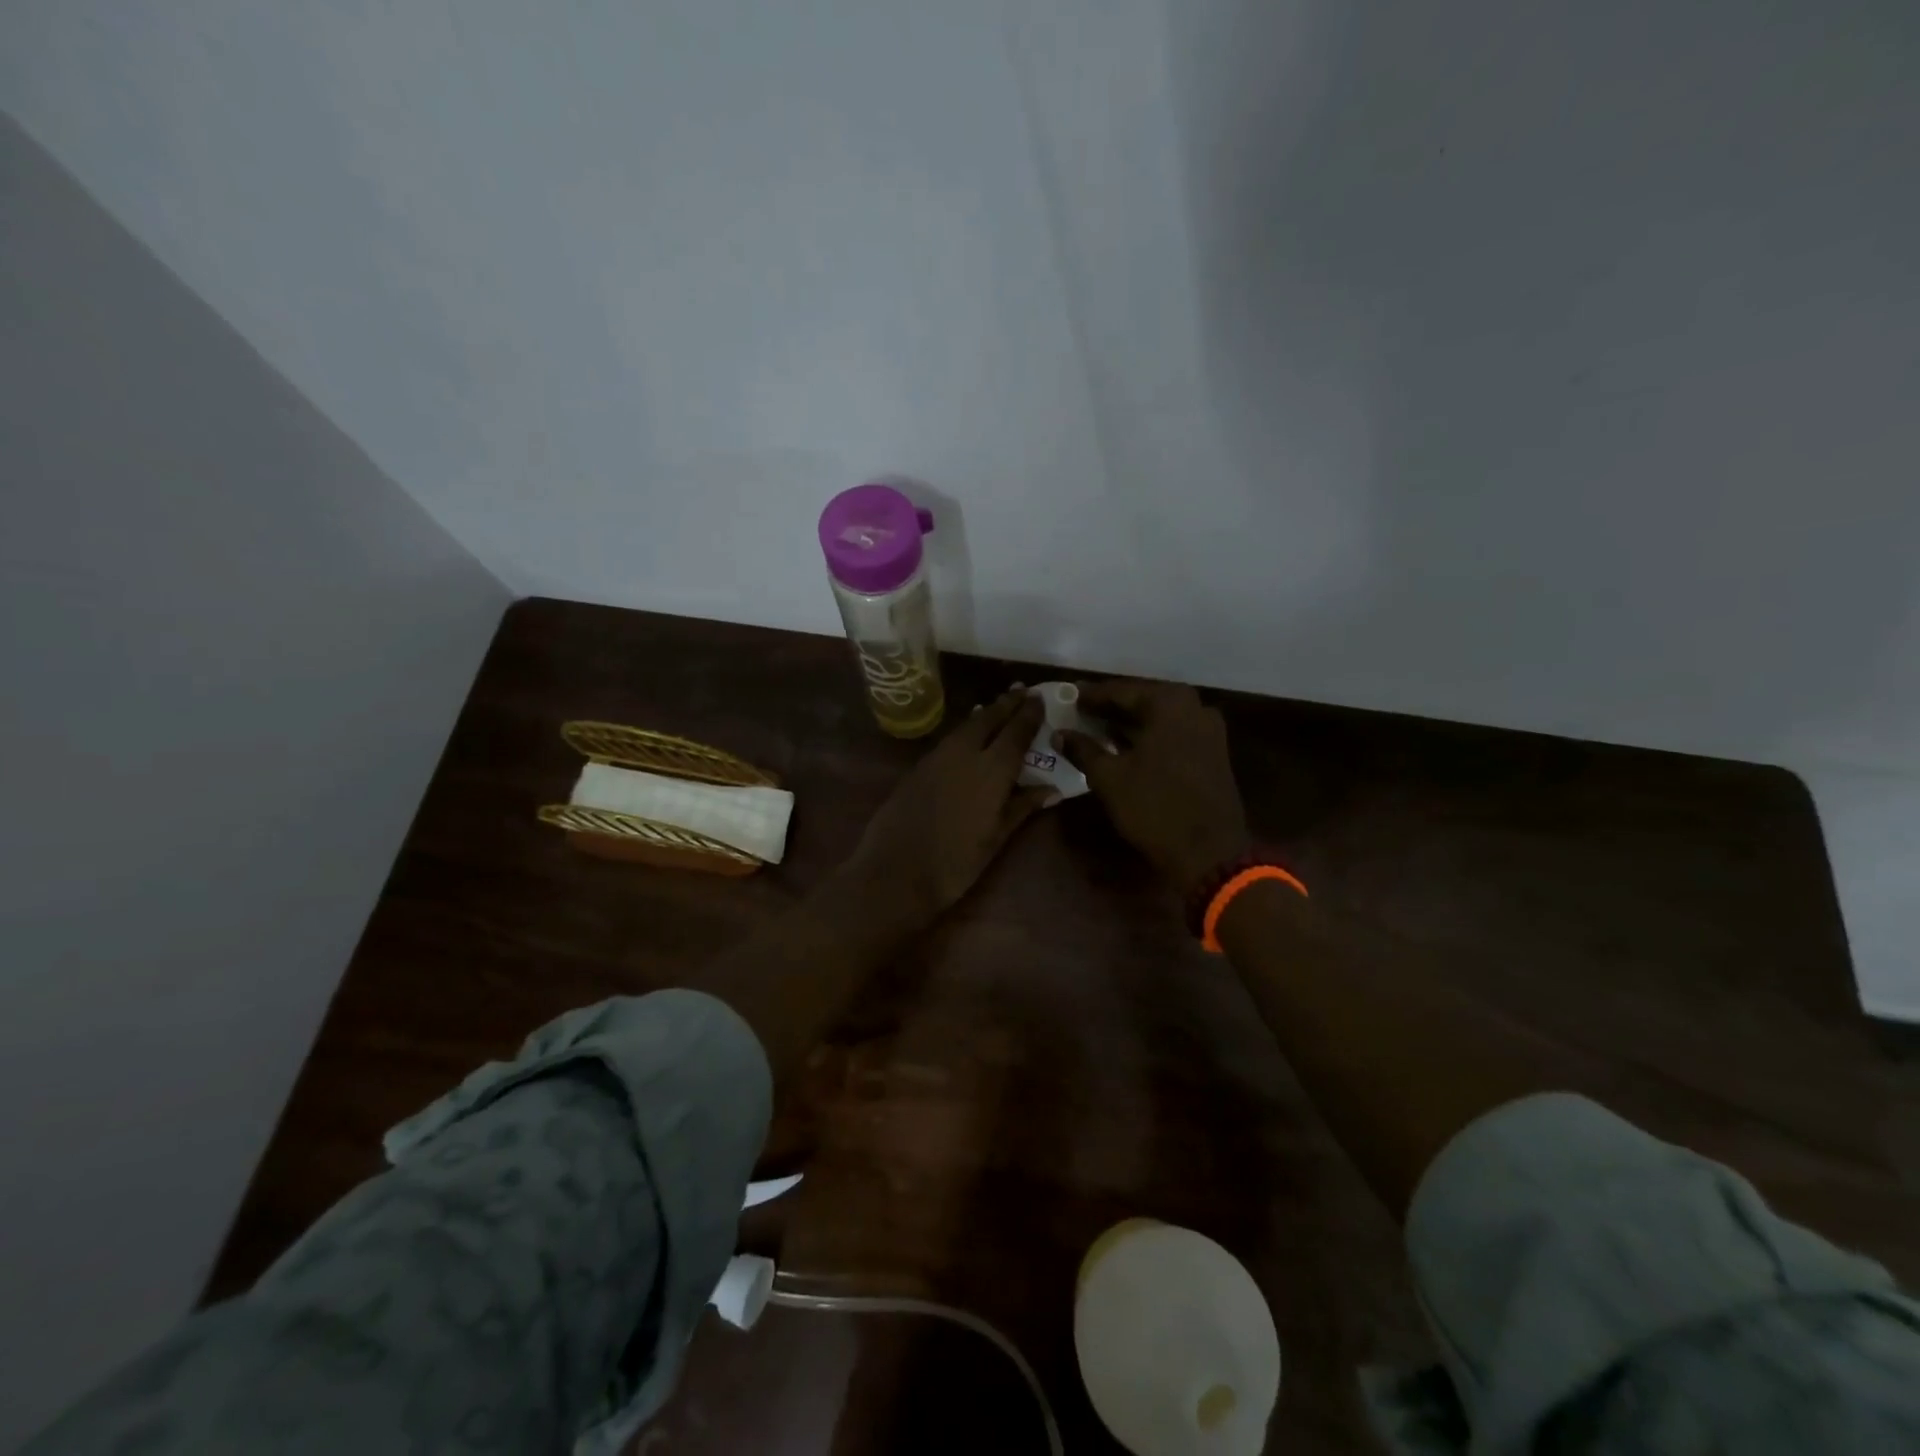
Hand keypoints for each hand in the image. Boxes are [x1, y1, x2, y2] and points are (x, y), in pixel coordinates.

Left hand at [846, 689, 1049, 920]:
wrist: (895, 872)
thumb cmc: (955, 863)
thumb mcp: (996, 839)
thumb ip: (1022, 807)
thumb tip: (1052, 788)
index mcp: (991, 770)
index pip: (1016, 732)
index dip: (1029, 714)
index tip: (1040, 698)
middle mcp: (965, 753)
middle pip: (989, 719)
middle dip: (1007, 704)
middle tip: (1021, 690)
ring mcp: (937, 757)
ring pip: (966, 726)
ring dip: (985, 714)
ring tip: (998, 707)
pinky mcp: (918, 767)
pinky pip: (949, 739)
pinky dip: (964, 730)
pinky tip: (968, 736)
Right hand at [1057, 680, 1248, 894]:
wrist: (1209, 852)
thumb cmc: (1154, 806)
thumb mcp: (1109, 777)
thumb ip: (1083, 749)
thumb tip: (1060, 734)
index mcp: (1169, 703)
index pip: (1121, 691)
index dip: (1091, 695)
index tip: (1068, 696)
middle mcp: (1194, 707)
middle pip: (1143, 700)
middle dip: (1111, 707)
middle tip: (1080, 711)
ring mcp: (1209, 730)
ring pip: (1160, 718)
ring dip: (1129, 722)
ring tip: (1097, 728)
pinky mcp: (1213, 753)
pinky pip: (1173, 733)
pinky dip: (1149, 736)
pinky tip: (1125, 746)